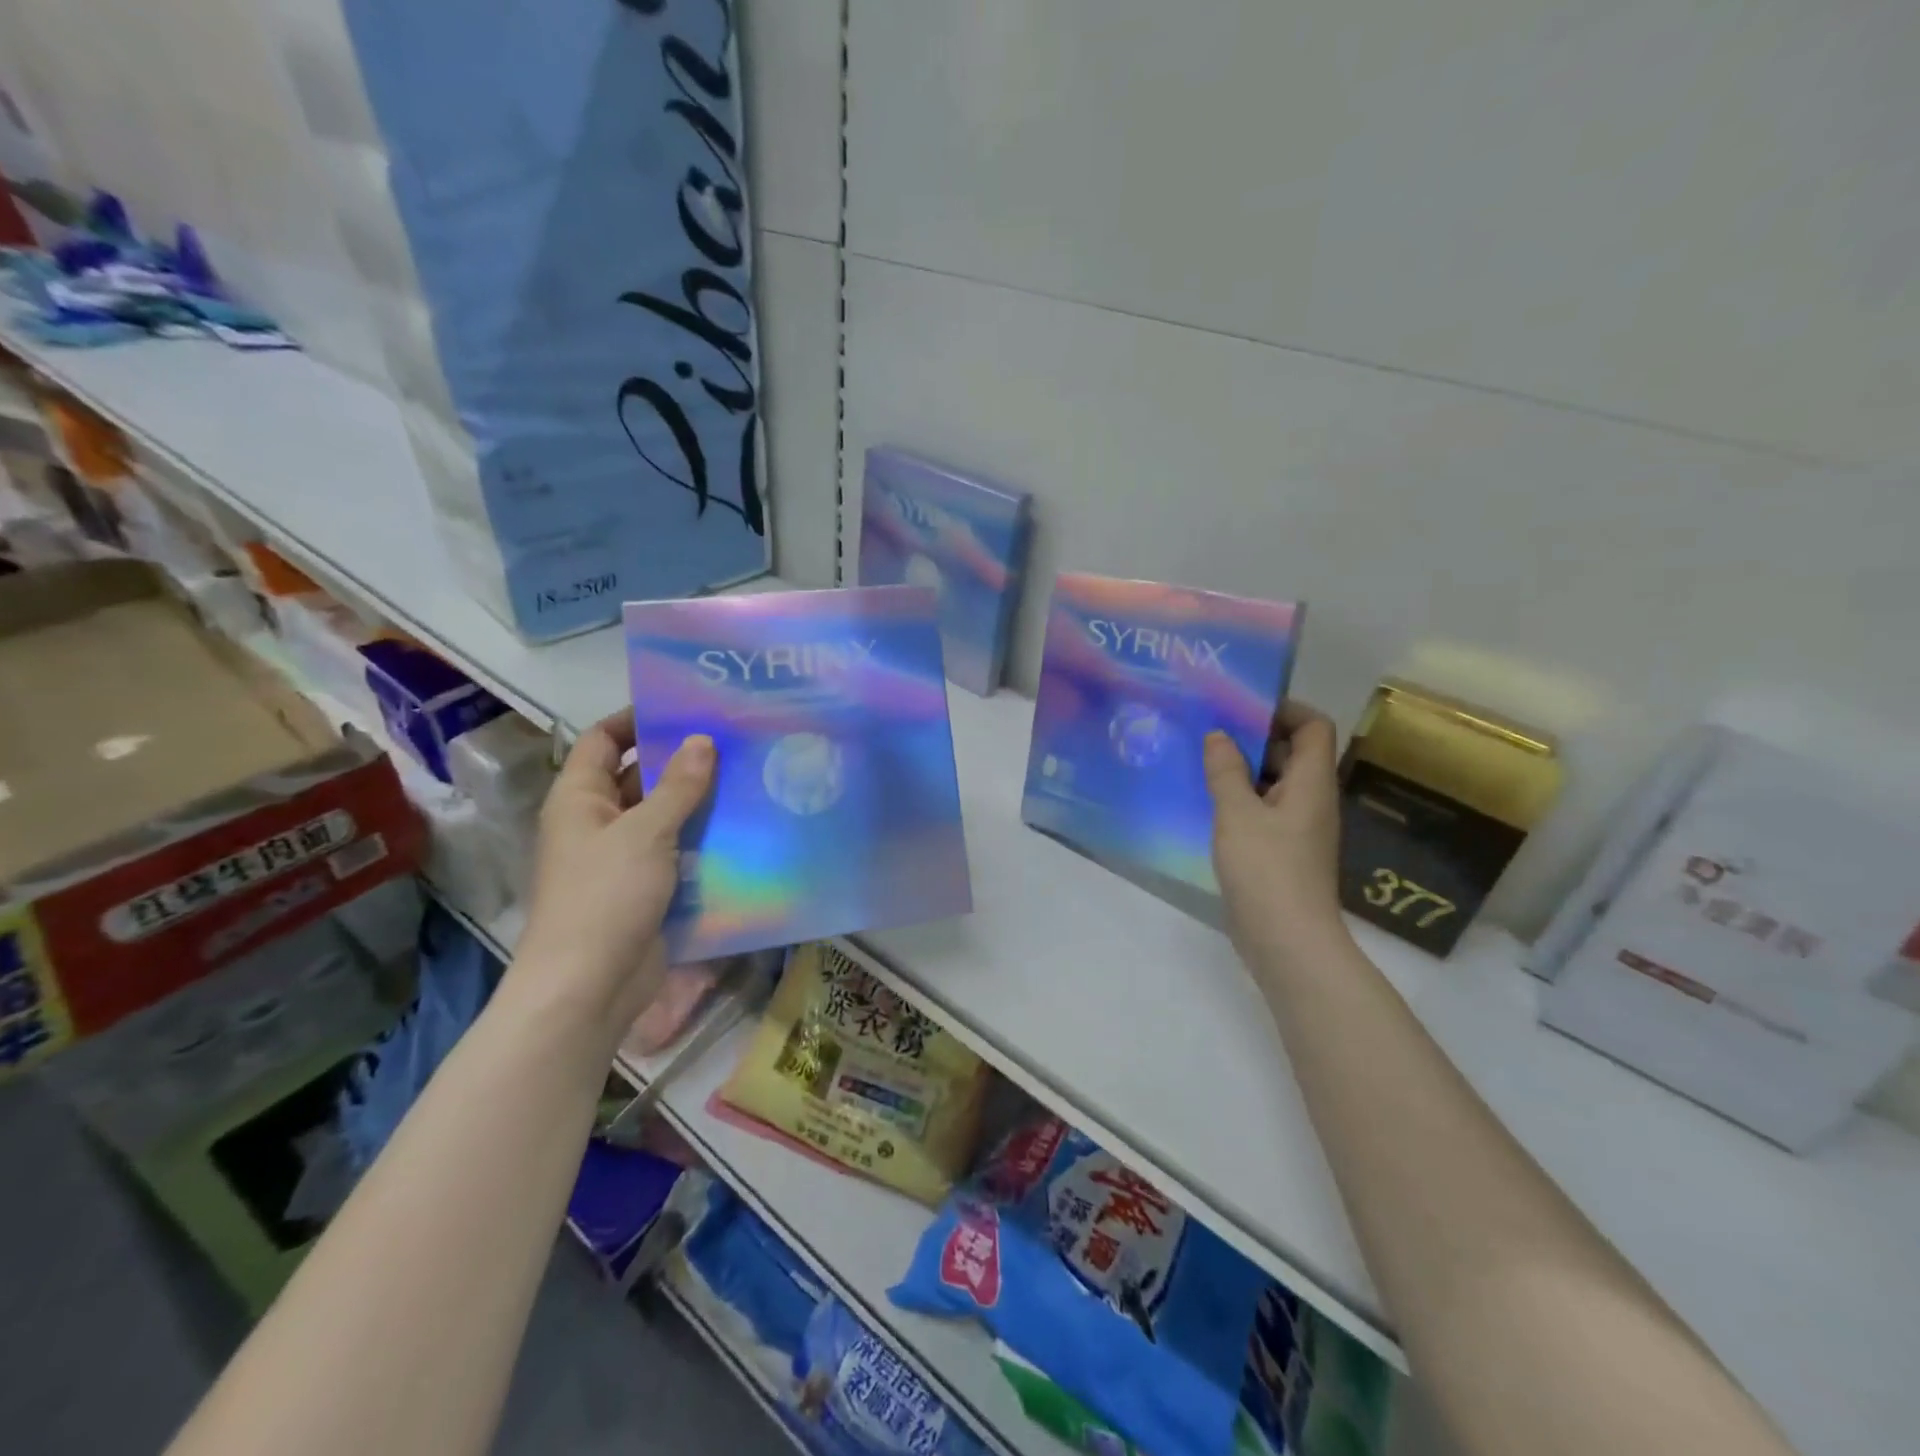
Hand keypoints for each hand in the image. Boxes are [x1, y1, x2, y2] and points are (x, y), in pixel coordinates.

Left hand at [513, 710, 714, 1031]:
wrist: (590, 985)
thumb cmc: (605, 896)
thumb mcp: (645, 832)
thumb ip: (678, 786)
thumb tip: (702, 740)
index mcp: (580, 798)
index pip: (603, 741)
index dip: (636, 719)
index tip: (684, 707)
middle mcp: (597, 822)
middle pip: (638, 776)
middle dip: (679, 759)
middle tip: (732, 739)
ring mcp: (622, 857)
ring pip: (662, 815)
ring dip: (697, 800)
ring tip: (747, 776)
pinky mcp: (646, 888)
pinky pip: (676, 850)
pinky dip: (702, 838)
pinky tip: (742, 826)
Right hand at [1204, 703, 1344, 964]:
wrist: (1286, 939)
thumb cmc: (1266, 868)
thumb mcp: (1237, 813)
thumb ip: (1226, 770)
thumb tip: (1218, 735)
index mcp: (1311, 782)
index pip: (1314, 727)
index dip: (1284, 710)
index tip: (1241, 708)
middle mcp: (1311, 800)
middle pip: (1292, 753)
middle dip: (1254, 738)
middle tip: (1209, 731)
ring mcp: (1298, 828)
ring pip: (1273, 784)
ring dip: (1242, 771)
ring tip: (1200, 763)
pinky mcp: (1282, 852)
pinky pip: (1263, 811)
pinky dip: (1239, 801)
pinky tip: (1206, 804)